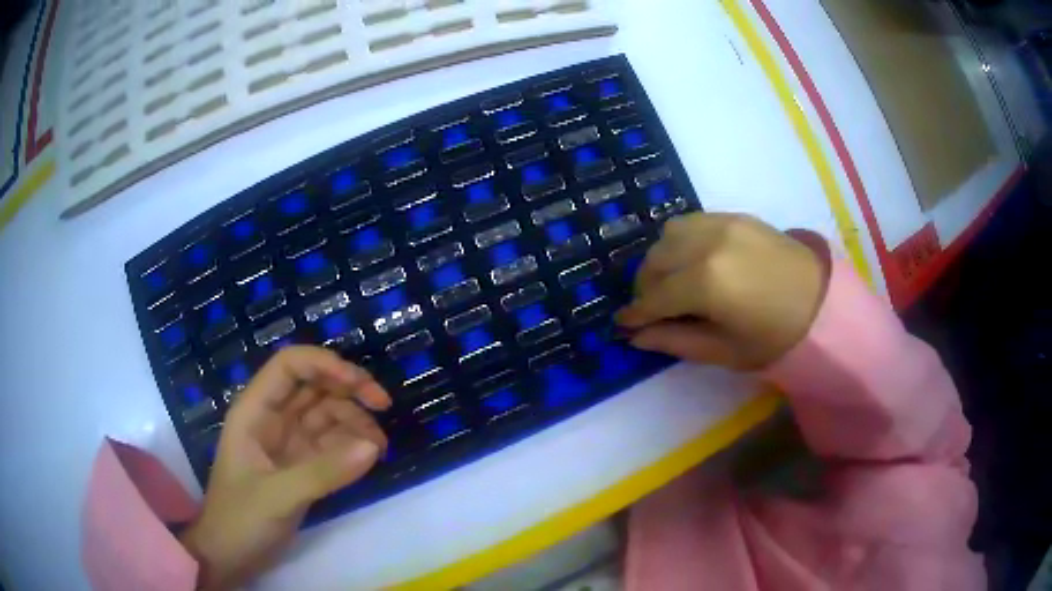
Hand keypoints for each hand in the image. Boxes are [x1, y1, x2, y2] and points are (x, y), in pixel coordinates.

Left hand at [179, 346, 391, 589]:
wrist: (231, 556)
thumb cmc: (240, 519)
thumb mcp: (277, 496)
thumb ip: (324, 472)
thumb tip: (373, 447)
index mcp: (255, 411)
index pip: (290, 366)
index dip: (325, 364)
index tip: (360, 384)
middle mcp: (273, 419)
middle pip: (314, 385)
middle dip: (349, 388)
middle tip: (383, 405)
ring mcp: (288, 443)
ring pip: (327, 414)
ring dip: (355, 422)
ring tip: (379, 447)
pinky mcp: (302, 466)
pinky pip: (332, 445)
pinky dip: (352, 447)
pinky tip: (369, 458)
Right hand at [615, 213, 825, 369]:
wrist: (822, 301)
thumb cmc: (775, 337)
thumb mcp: (725, 350)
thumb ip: (676, 341)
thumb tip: (637, 336)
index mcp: (706, 283)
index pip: (654, 297)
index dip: (635, 313)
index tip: (623, 324)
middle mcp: (706, 244)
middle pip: (655, 262)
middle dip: (645, 287)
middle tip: (652, 309)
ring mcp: (721, 224)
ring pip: (668, 236)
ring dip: (660, 260)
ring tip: (672, 282)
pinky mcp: (733, 216)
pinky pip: (690, 222)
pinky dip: (680, 242)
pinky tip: (692, 261)